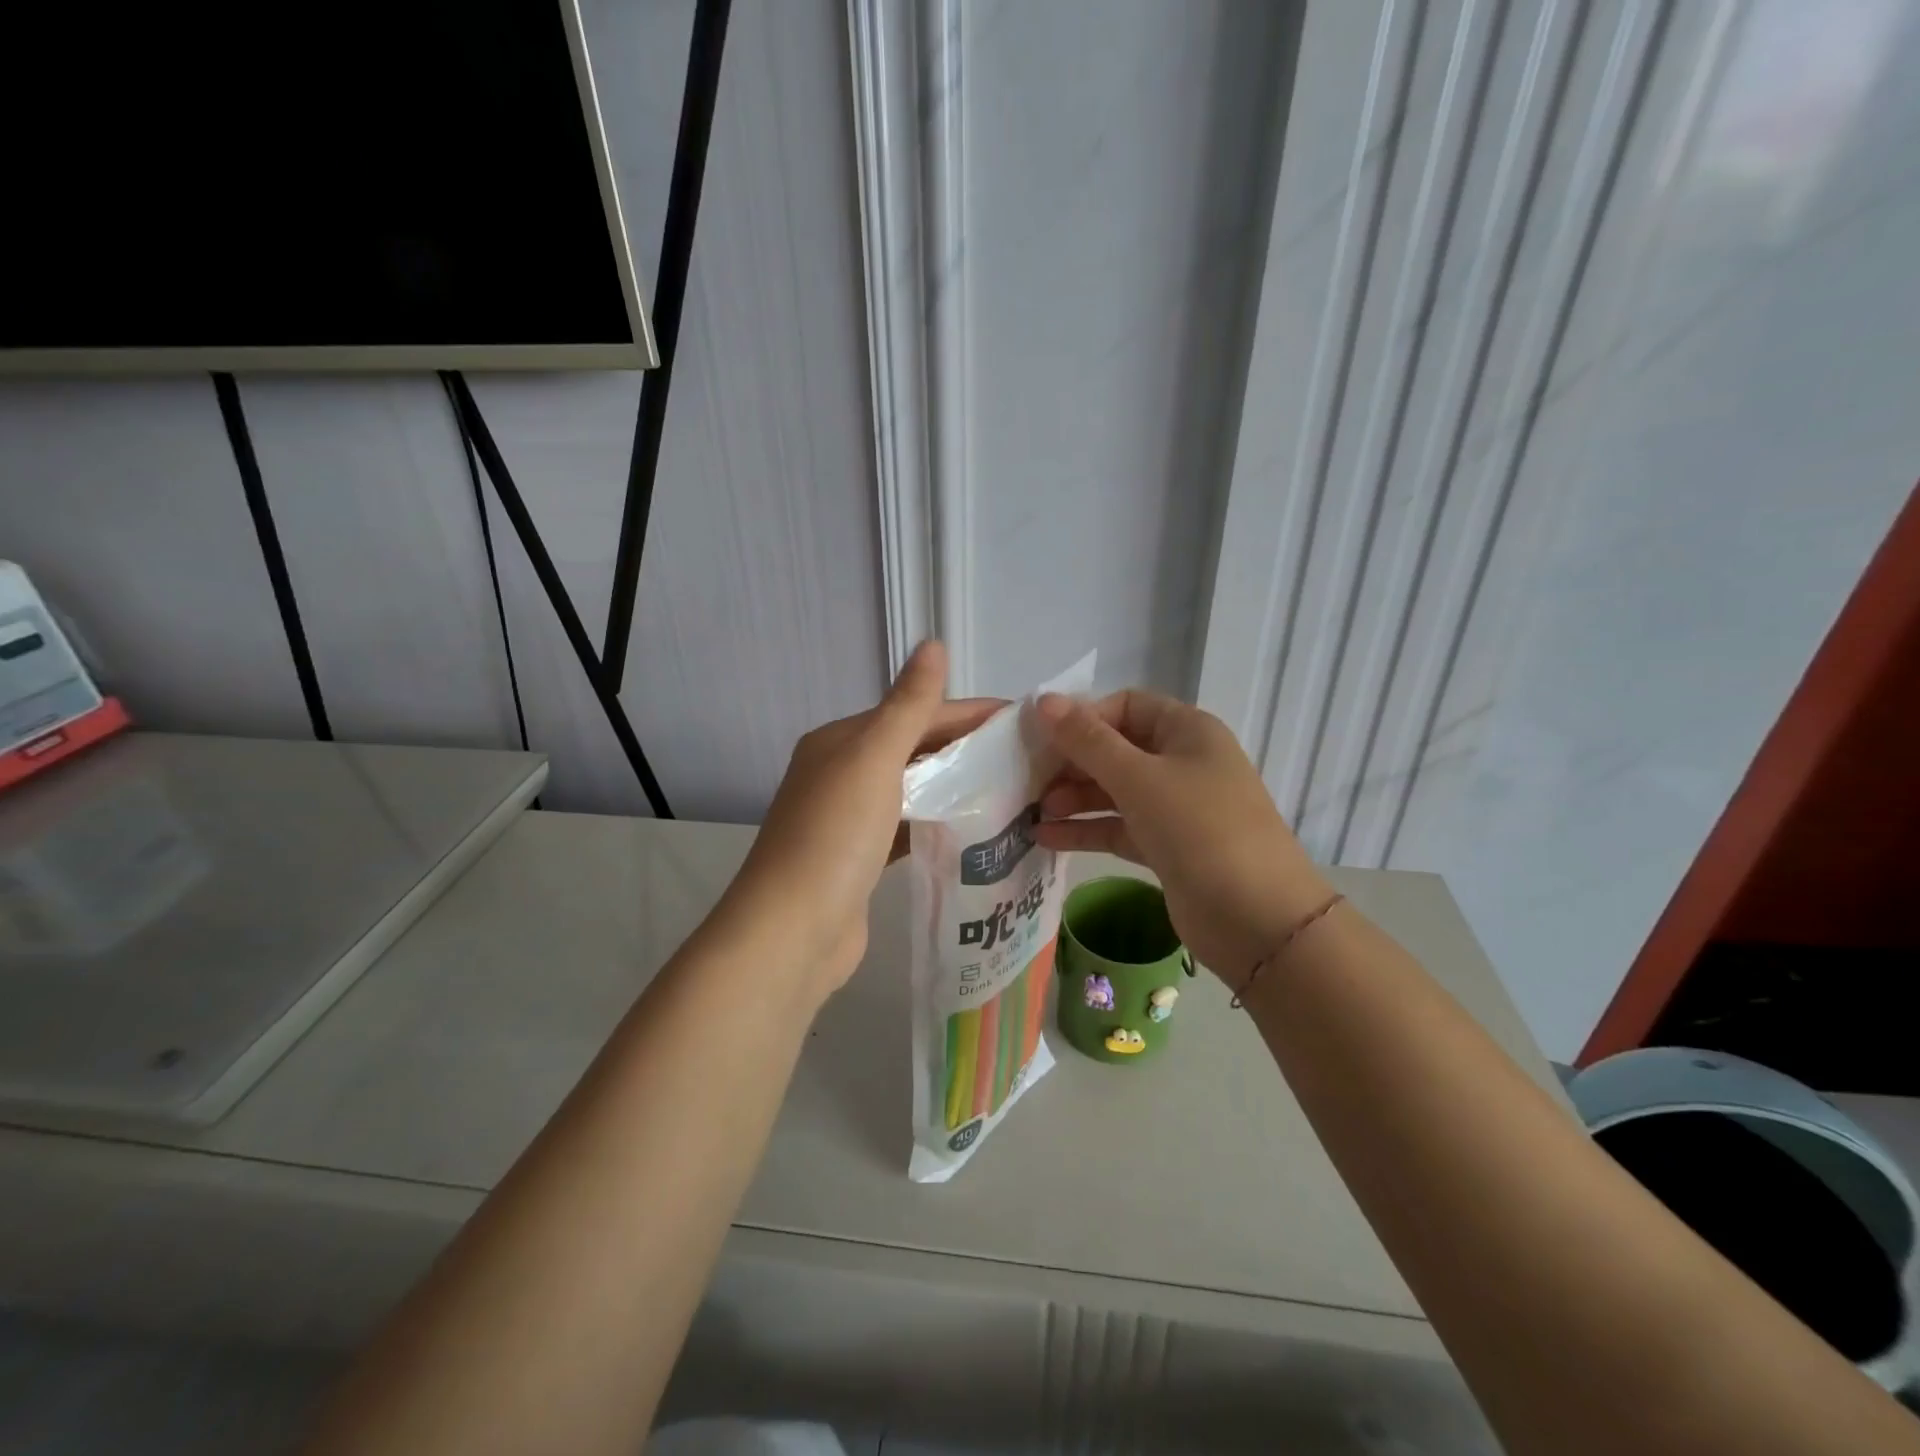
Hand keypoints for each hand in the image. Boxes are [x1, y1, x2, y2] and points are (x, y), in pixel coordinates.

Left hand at [727, 641, 1000, 1002]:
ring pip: (912, 789)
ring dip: (955, 786)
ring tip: (1012, 789)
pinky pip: (908, 827)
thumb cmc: (835, 836)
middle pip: (915, 749)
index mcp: (841, 741)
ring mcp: (849, 819)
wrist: (792, 931)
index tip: (1025, 720)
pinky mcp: (861, 859)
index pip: (916, 713)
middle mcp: (841, 773)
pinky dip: (937, 822)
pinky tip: (974, 828)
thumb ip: (909, 705)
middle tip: (1028, 758)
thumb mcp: (874, 759)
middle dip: (967, 749)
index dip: (970, 713)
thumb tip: (933, 643)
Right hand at [1033, 690, 1332, 985]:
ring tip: (1031, 812)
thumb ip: (1088, 741)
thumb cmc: (1200, 830)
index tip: (1039, 738)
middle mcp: (1182, 762)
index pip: (1125, 706)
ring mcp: (1175, 807)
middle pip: (1116, 749)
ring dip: (1073, 798)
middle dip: (1072, 763)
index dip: (1082, 717)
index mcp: (1187, 731)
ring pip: (1114, 792)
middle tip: (1027, 779)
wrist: (1258, 920)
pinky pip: (1118, 828)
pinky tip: (1045, 838)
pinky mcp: (1166, 847)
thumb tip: (1042, 700)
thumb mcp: (1139, 779)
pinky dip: (1086, 830)